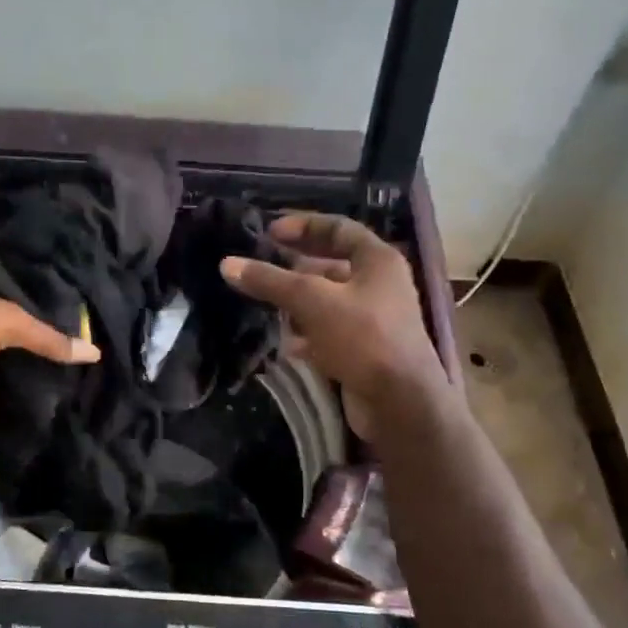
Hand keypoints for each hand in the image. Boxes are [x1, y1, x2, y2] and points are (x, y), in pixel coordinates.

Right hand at [220, 212, 450, 436]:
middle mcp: (379, 284)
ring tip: (265, 305)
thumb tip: (227, 264)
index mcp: (378, 260)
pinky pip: (329, 332)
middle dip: (294, 268)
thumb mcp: (312, 301)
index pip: (339, 228)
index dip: (303, 225)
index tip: (268, 232)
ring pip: (327, 301)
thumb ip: (270, 281)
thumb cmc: (362, 337)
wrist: (399, 402)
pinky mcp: (364, 350)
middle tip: (260, 268)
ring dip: (297, 303)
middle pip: (330, 265)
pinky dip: (306, 333)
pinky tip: (284, 343)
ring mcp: (373, 319)